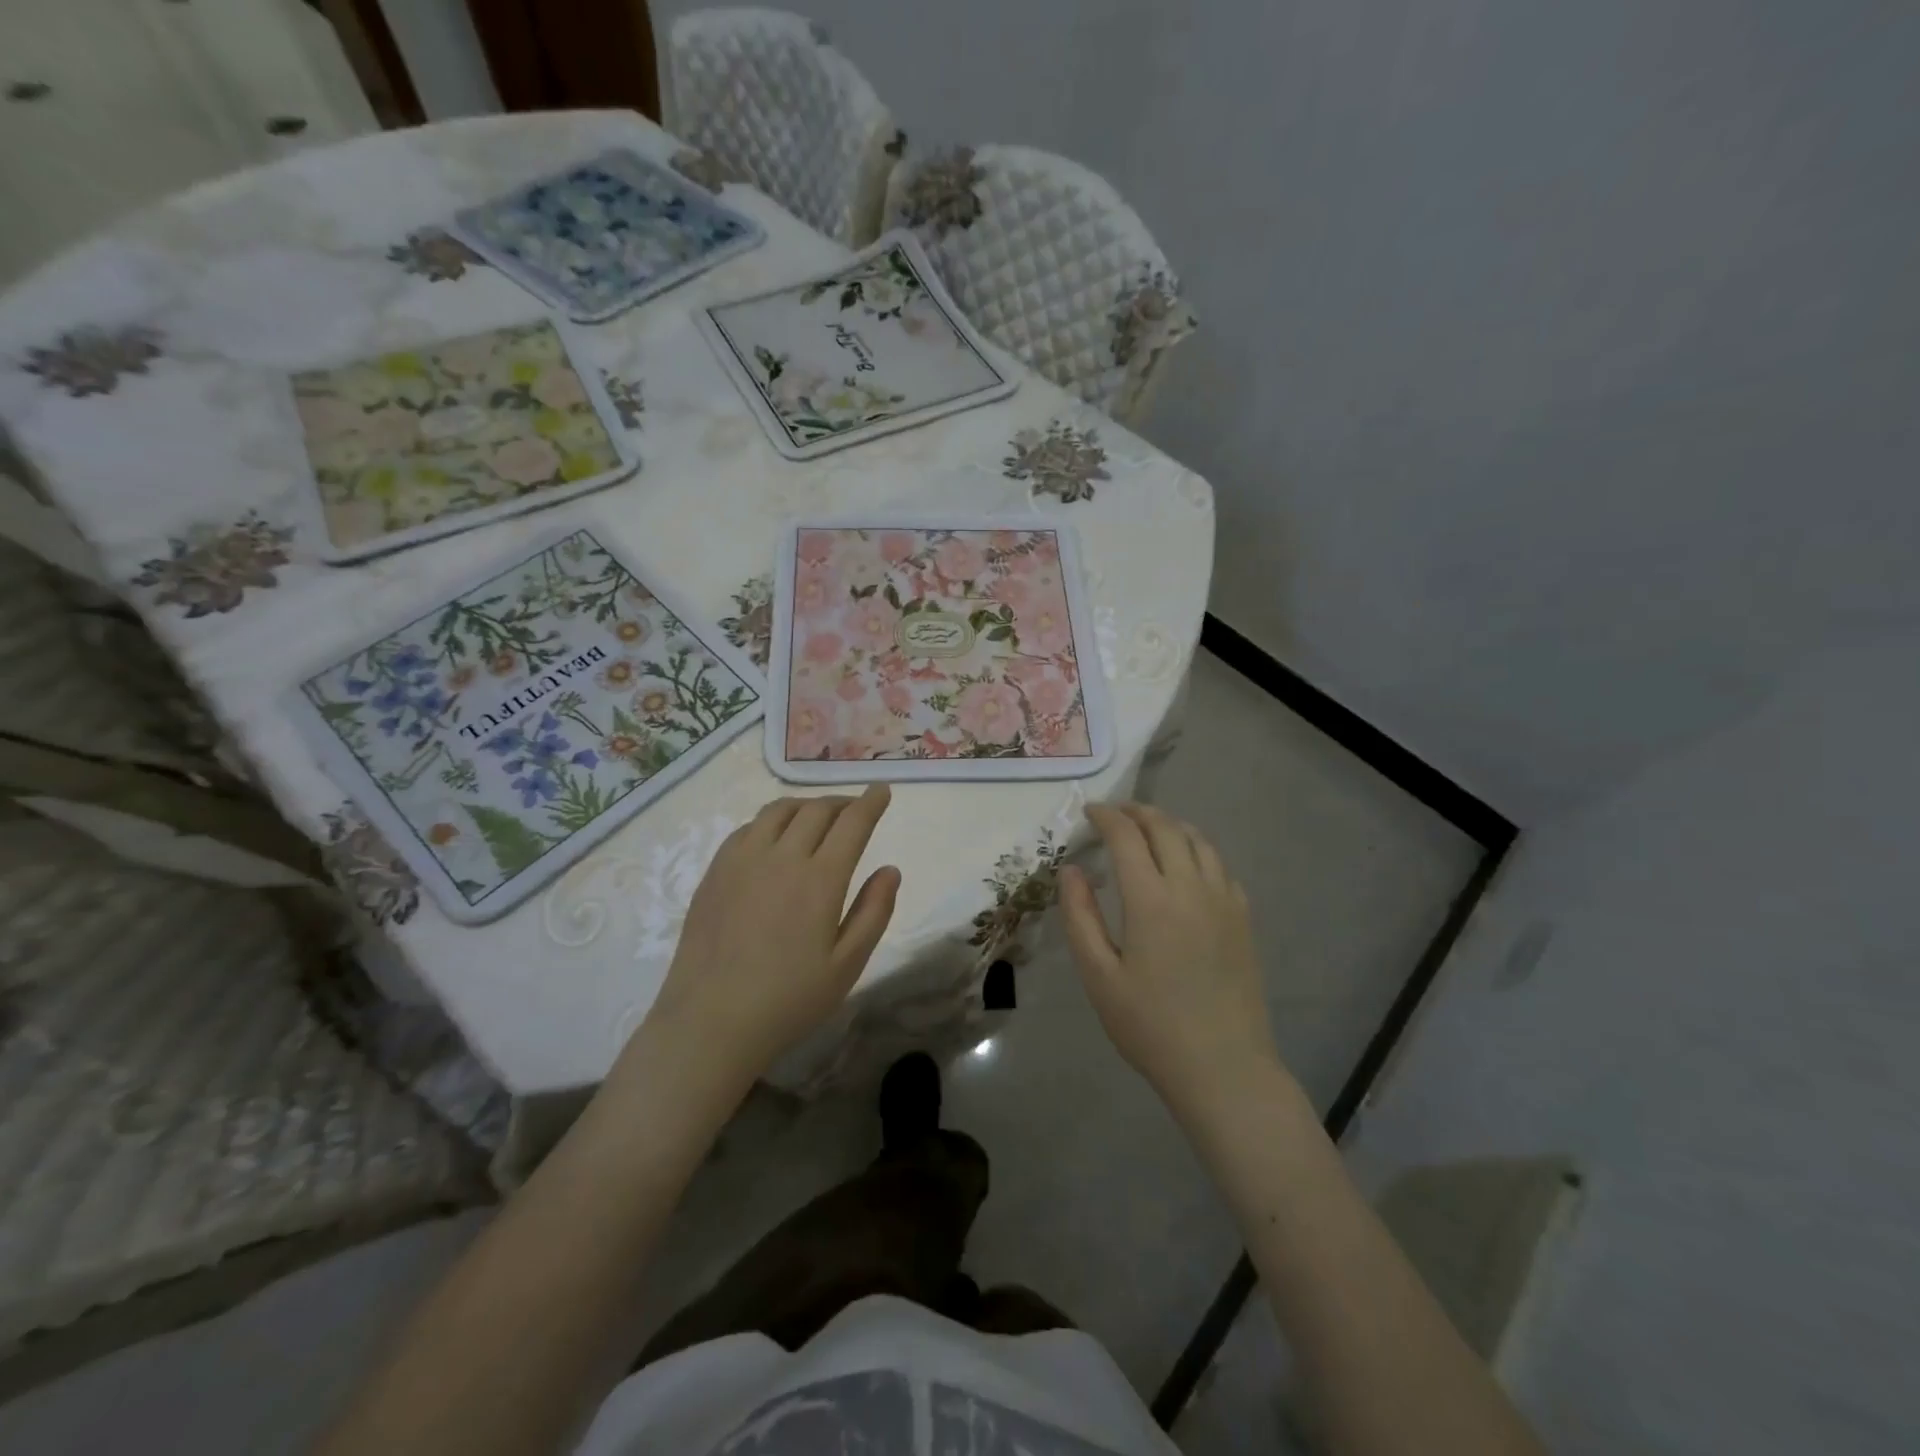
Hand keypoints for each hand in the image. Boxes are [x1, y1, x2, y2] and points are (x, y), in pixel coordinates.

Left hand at [637, 784, 899, 1085]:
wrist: (711, 1021)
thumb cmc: (789, 999)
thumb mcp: (847, 965)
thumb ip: (874, 912)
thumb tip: (890, 869)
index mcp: (820, 879)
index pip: (852, 822)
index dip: (870, 802)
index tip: (881, 790)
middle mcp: (782, 856)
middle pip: (817, 809)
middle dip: (842, 802)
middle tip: (855, 810)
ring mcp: (743, 860)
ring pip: (779, 810)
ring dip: (806, 806)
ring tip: (817, 817)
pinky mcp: (715, 871)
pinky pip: (748, 828)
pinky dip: (771, 821)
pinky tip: (774, 839)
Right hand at [1061, 803, 1281, 1113]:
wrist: (1224, 1068)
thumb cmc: (1151, 1026)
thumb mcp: (1099, 976)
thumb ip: (1080, 917)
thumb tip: (1071, 870)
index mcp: (1152, 900)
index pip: (1127, 836)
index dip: (1106, 816)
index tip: (1089, 812)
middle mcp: (1192, 888)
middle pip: (1166, 828)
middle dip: (1137, 812)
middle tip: (1114, 814)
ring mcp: (1224, 901)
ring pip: (1198, 841)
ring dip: (1170, 825)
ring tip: (1148, 830)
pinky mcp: (1244, 919)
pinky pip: (1220, 866)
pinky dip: (1197, 850)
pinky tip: (1186, 865)